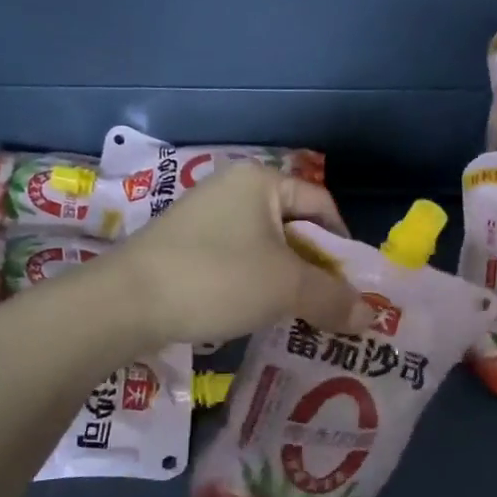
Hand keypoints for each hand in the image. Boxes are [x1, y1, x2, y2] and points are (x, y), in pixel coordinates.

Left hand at [110, 163, 373, 347]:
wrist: (124, 304)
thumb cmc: (217, 279)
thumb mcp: (285, 288)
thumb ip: (333, 298)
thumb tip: (371, 316)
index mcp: (261, 181)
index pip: (323, 205)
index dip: (344, 245)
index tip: (353, 285)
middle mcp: (233, 188)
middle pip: (294, 226)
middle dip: (316, 268)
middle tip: (331, 306)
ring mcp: (205, 216)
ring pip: (265, 247)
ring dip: (287, 280)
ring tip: (299, 315)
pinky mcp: (185, 244)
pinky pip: (237, 259)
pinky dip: (255, 284)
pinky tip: (257, 313)